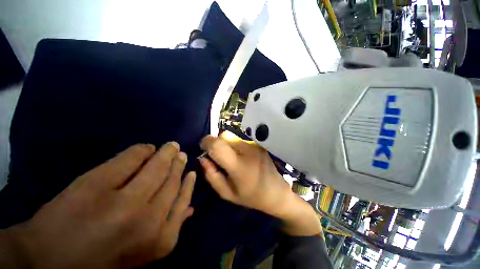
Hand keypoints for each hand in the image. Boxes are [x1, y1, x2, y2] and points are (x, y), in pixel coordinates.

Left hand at [5, 142, 195, 268]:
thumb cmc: (100, 261)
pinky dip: (141, 150)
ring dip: (166, 153)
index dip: (188, 183)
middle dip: (178, 164)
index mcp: (158, 239)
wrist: (48, 261)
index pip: (183, 200)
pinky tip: (147, 147)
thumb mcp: (142, 254)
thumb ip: (169, 228)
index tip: (191, 171)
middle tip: (181, 153)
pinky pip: (128, 159)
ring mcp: (122, 201)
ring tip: (171, 146)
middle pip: (171, 181)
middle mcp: (147, 219)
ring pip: (156, 167)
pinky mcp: (96, 184)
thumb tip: (190, 208)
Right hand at [199, 131, 291, 216]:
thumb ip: (212, 175)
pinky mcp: (258, 144)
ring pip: (232, 137)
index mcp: (239, 166)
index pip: (218, 145)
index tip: (204, 149)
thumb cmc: (251, 196)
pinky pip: (240, 140)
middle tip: (218, 156)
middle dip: (216, 143)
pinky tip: (241, 157)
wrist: (276, 191)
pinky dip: (234, 146)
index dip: (207, 142)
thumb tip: (203, 158)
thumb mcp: (227, 193)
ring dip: (225, 145)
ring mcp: (255, 145)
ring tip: (231, 158)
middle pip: (224, 136)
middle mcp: (248, 151)